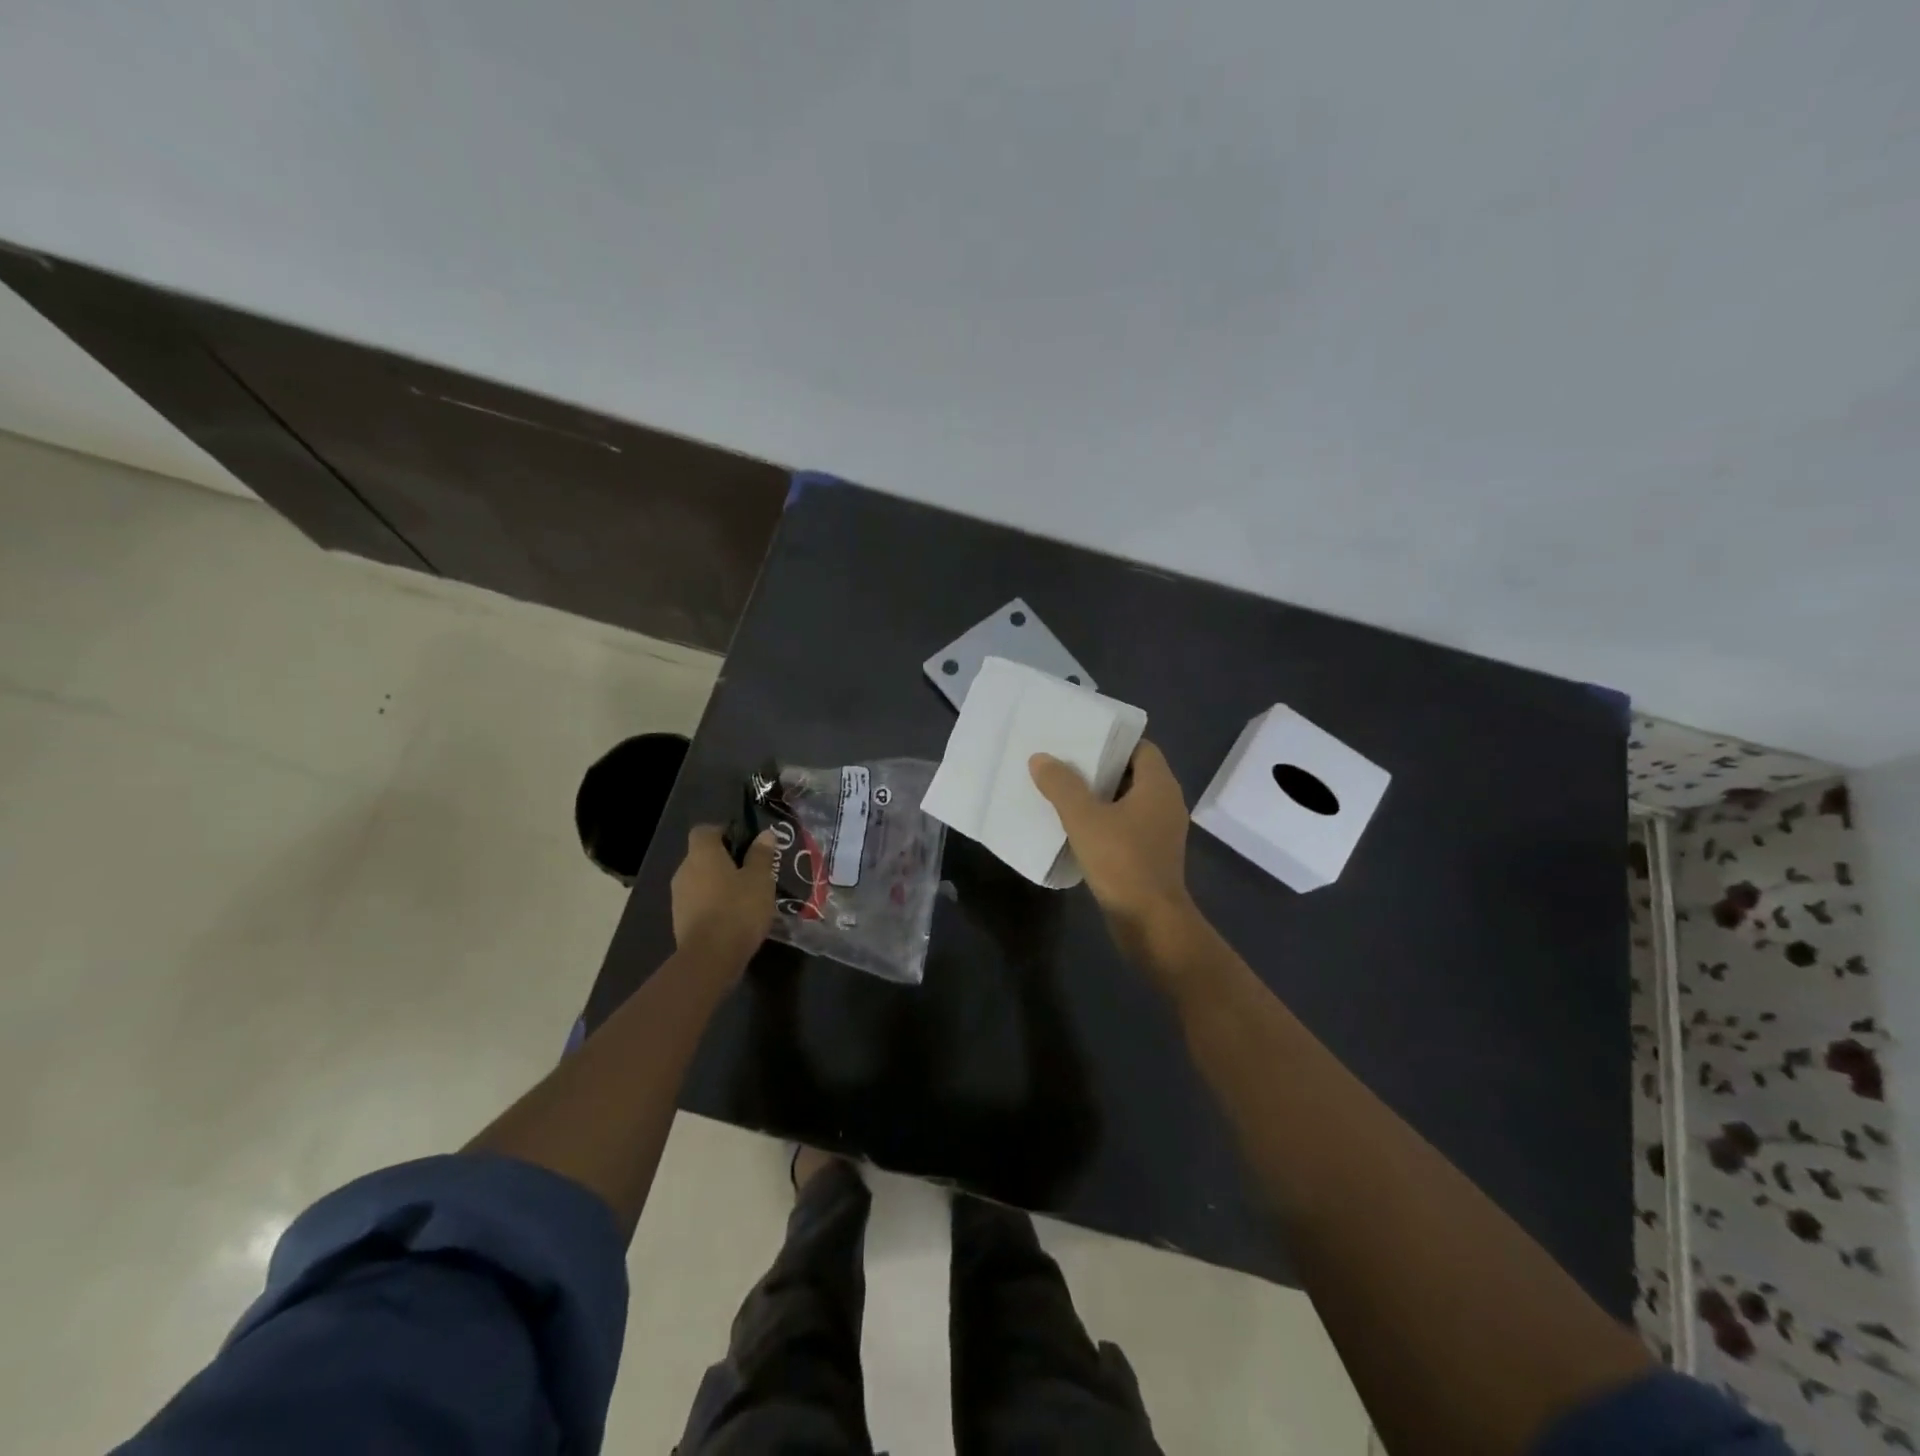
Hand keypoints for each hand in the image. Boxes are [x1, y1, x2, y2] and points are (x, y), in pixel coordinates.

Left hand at [671, 825, 776, 964]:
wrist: (710, 958)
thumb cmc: (738, 909)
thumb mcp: (760, 879)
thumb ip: (762, 855)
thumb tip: (764, 834)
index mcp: (702, 854)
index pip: (704, 830)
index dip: (723, 832)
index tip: (745, 843)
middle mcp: (684, 870)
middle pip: (702, 856)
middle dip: (724, 861)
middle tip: (751, 872)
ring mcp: (679, 897)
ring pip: (700, 881)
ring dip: (719, 885)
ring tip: (745, 897)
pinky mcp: (680, 921)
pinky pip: (699, 903)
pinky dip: (713, 905)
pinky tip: (733, 918)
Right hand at [1030, 740, 1195, 941]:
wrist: (1150, 923)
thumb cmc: (1122, 861)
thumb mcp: (1084, 819)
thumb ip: (1062, 785)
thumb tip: (1040, 758)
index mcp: (1159, 786)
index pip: (1141, 747)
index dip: (1112, 741)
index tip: (1081, 740)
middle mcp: (1166, 803)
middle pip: (1133, 773)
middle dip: (1099, 768)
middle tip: (1063, 762)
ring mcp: (1161, 831)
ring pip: (1128, 801)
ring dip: (1100, 797)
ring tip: (1063, 791)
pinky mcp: (1152, 854)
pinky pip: (1127, 825)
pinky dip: (1105, 821)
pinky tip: (1076, 827)